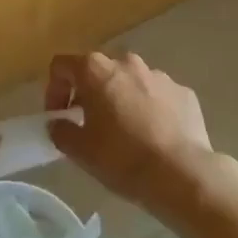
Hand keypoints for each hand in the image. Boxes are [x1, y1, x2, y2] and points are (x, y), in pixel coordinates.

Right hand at [45, 52, 220, 216]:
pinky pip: (157, 95)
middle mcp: (127, 63)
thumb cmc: (122, 158)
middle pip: (99, 70)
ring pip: (130, 81)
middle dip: (89, 93)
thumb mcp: (80, 151)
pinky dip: (149, 109)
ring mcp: (159, 75)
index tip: (59, 116)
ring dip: (121, 99)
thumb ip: (61, 131)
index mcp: (97, 70)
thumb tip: (58, 124)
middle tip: (89, 124)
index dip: (54, 89)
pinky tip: (153, 138)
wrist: (182, 174)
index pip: (62, 65)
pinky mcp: (183, 92)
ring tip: (125, 133)